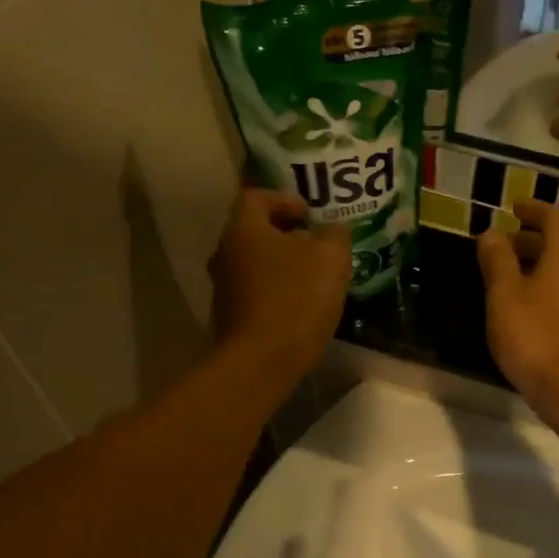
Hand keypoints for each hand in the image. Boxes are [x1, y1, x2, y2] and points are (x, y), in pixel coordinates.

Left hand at [209, 190, 350, 382]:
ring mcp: (224, 288)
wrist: (262, 361)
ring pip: (257, 263)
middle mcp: (225, 254)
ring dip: (284, 264)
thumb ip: (334, 235)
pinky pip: (257, 291)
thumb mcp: (330, 258)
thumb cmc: (296, 299)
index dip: (285, 199)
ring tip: (316, 277)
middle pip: (256, 232)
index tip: (310, 215)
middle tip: (318, 245)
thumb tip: (330, 231)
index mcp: (244, 230)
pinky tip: (303, 305)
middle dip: (288, 235)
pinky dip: (278, 290)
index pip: (256, 196)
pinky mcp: (231, 317)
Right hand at [476, 199, 558, 417]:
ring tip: (498, 274)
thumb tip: (491, 233)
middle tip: (498, 244)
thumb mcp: (504, 293)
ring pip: (554, 271)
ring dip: (529, 264)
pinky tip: (511, 305)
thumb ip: (496, 259)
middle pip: (555, 245)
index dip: (533, 209)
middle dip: (527, 238)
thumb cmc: (532, 334)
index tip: (513, 207)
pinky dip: (533, 286)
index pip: (554, 219)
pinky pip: (553, 292)